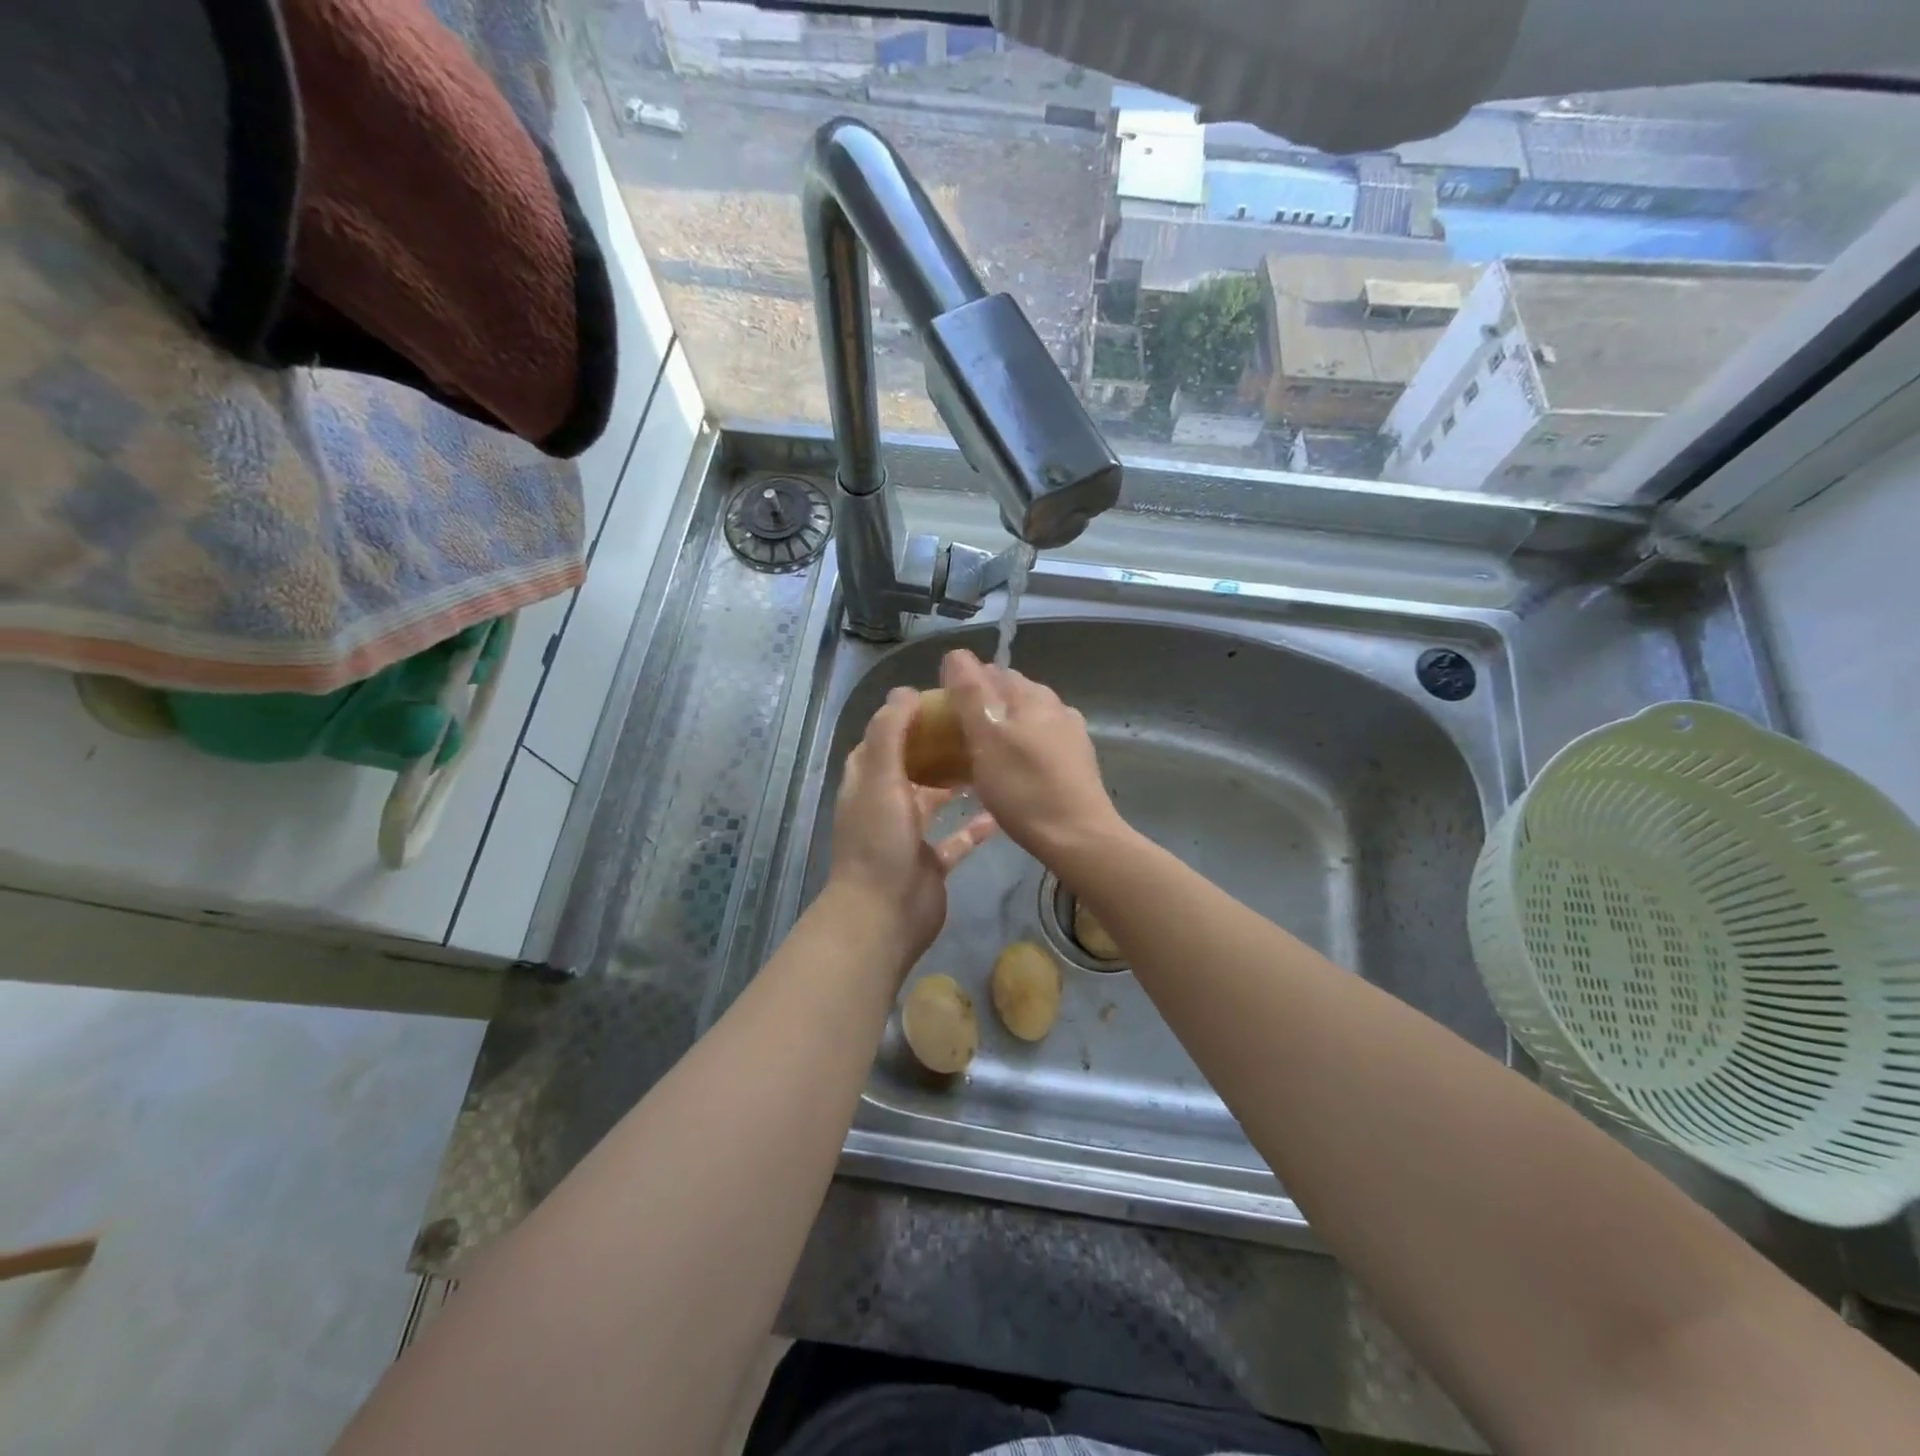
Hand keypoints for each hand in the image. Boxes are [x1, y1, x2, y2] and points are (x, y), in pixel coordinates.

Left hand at [828, 686, 996, 964]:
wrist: (884, 915)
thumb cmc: (880, 841)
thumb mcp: (880, 778)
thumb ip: (890, 733)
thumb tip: (905, 691)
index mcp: (866, 782)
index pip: (881, 740)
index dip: (902, 719)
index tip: (937, 701)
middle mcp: (884, 804)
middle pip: (909, 766)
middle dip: (935, 746)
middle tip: (971, 727)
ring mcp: (907, 836)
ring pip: (932, 800)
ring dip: (953, 782)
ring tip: (986, 760)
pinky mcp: (930, 863)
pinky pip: (955, 840)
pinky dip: (973, 828)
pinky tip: (998, 814)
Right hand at [940, 649, 1123, 864]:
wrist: (1078, 836)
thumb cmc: (1024, 788)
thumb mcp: (986, 739)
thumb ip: (970, 694)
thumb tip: (956, 654)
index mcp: (1031, 694)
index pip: (990, 671)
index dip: (963, 684)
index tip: (944, 712)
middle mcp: (1054, 704)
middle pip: (1010, 693)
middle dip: (984, 705)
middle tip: (957, 735)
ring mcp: (1071, 733)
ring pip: (1027, 718)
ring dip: (1004, 727)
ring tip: (982, 755)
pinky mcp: (1078, 760)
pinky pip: (1041, 741)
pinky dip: (1021, 747)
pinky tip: (1013, 771)